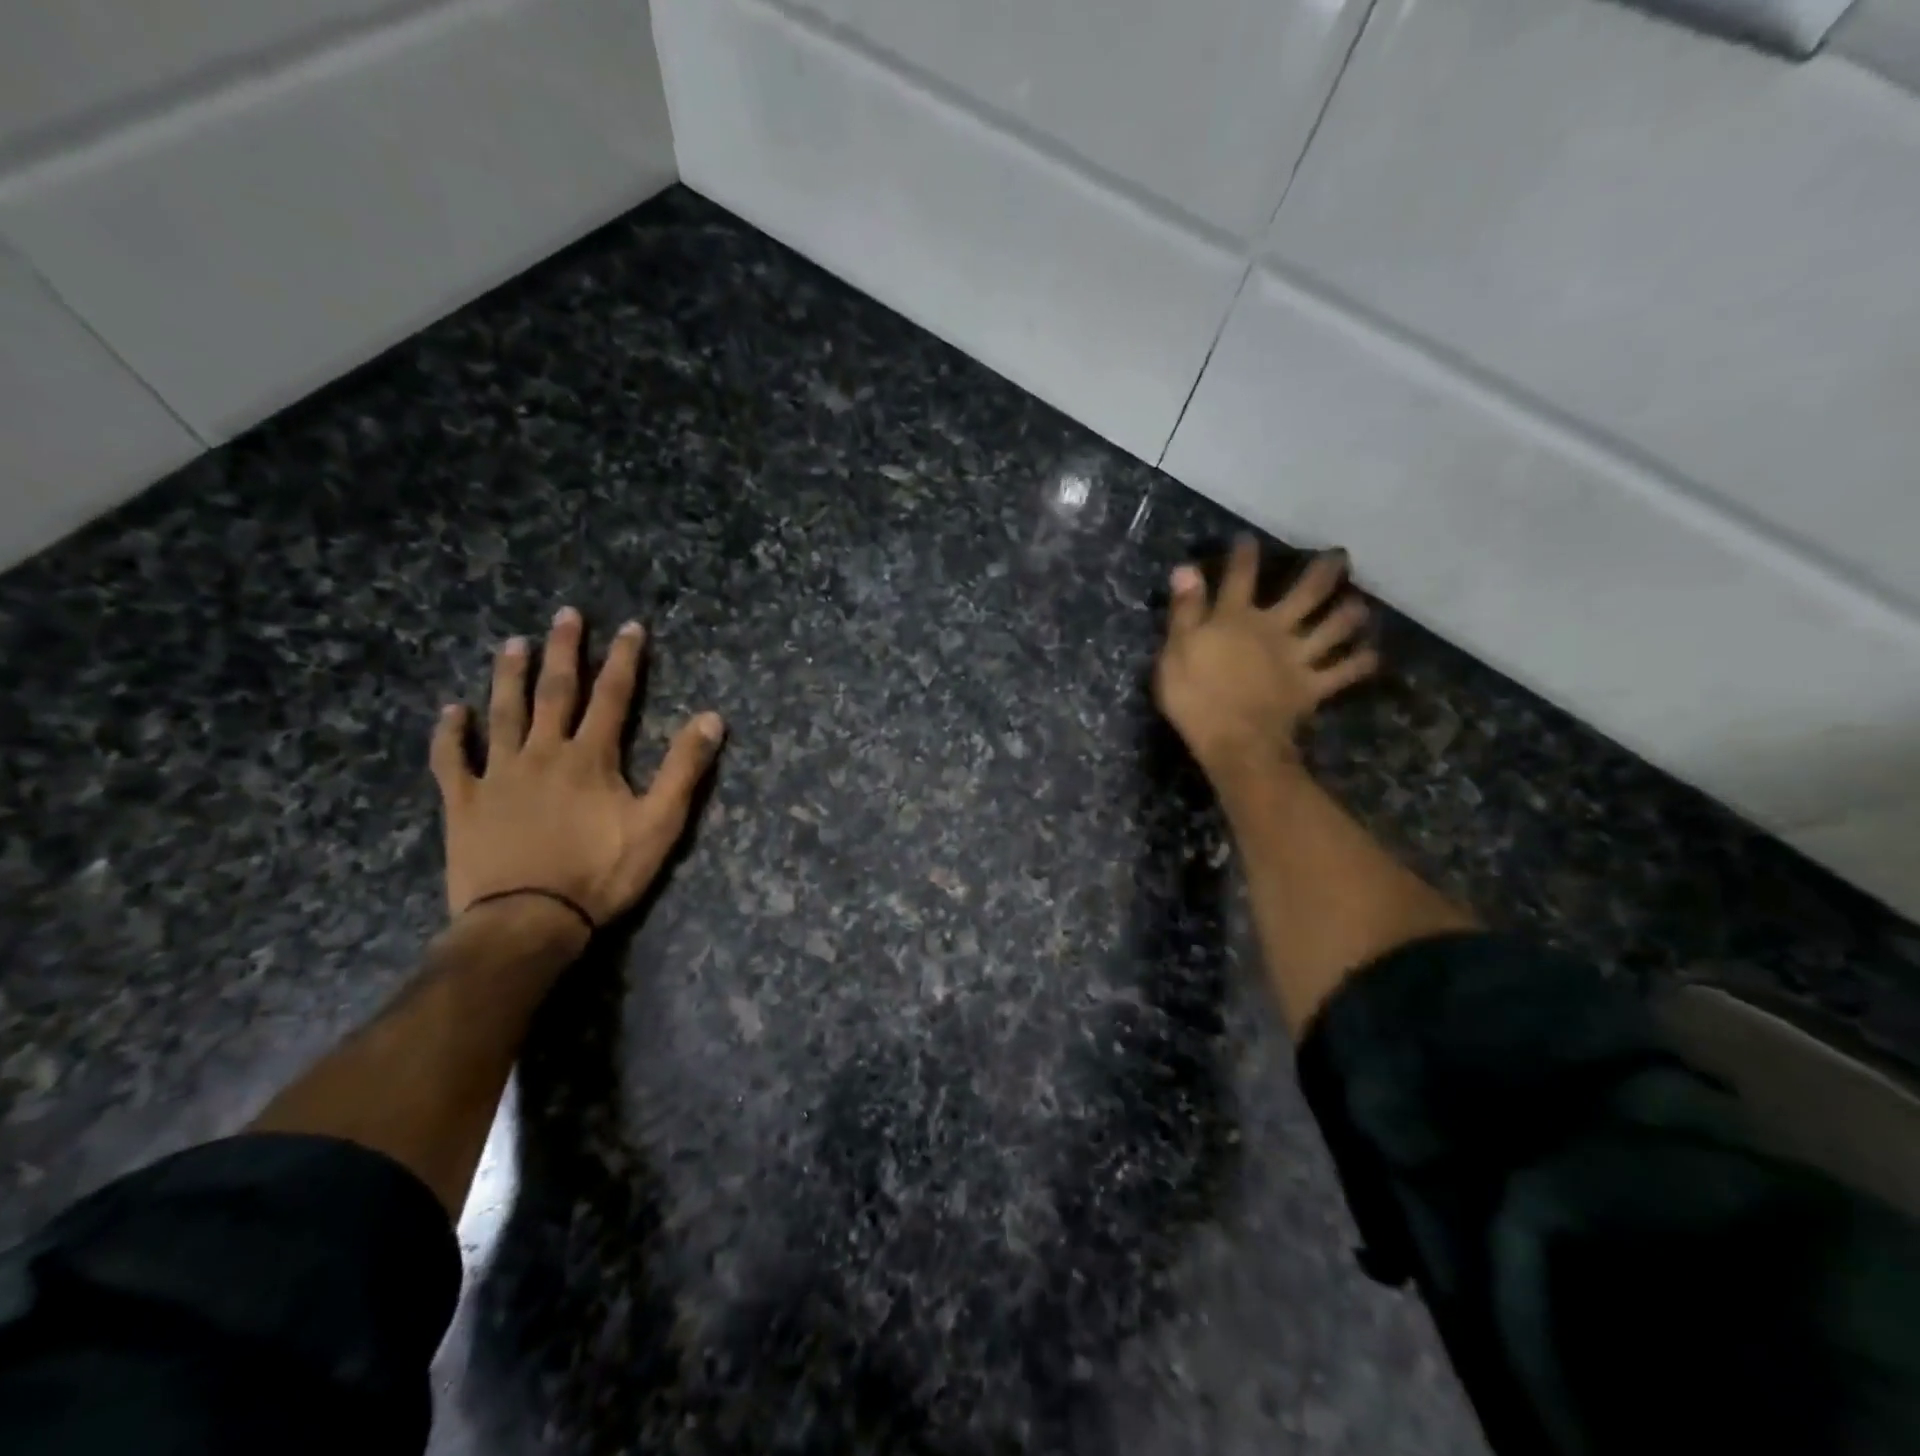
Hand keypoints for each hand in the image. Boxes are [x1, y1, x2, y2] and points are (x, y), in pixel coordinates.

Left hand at [430, 607, 724, 930]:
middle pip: (554, 692)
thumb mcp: (660, 824)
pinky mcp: (464, 803)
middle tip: (565, 615)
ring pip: (502, 715)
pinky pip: (452, 761)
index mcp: (590, 758)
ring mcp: (498, 776)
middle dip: (564, 652)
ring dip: (508, 677)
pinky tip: (450, 711)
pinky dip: (450, 734)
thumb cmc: (601, 873)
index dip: (624, 659)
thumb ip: (684, 770)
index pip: (612, 696)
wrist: (528, 921)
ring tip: (513, 644)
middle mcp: (543, 753)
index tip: (630, 626)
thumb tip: (711, 718)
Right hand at [1154, 538, 1377, 782]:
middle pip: (1306, 594)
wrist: (1233, 741)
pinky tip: (1372, 655)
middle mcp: (1274, 629)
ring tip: (1359, 604)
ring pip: (1334, 629)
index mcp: (1235, 619)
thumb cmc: (1195, 698)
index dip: (1244, 556)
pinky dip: (1360, 662)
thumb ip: (1185, 611)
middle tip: (1340, 557)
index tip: (1248, 539)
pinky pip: (1344, 672)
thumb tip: (1186, 569)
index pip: (1239, 578)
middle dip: (1324, 573)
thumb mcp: (1176, 651)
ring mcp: (1298, 658)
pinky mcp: (1312, 686)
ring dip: (1349, 614)